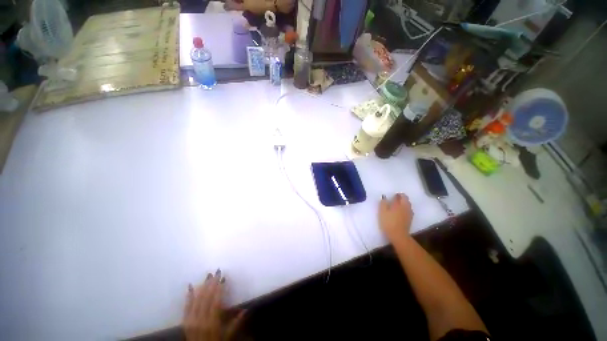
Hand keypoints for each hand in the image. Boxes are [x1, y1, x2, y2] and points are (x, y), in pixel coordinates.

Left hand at [183, 270, 245, 340]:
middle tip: (216, 271)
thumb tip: (246, 309)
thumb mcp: (227, 334)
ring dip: (202, 286)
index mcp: (212, 321)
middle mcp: (201, 319)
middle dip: (212, 283)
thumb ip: (236, 322)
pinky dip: (189, 295)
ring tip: (208, 275)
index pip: (216, 300)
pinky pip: (186, 306)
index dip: (219, 288)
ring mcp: (191, 320)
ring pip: (197, 299)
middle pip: (206, 297)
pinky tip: (191, 285)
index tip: (222, 277)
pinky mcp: (185, 321)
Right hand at [379, 193, 413, 242]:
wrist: (398, 235)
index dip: (397, 194)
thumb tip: (384, 197)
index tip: (393, 195)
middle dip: (401, 198)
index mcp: (400, 204)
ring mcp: (409, 214)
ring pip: (408, 205)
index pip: (402, 196)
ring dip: (404, 204)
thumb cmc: (388, 222)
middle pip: (406, 200)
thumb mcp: (382, 212)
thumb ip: (383, 203)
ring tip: (397, 206)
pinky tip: (401, 212)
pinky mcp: (410, 220)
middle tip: (395, 199)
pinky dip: (405, 209)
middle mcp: (406, 207)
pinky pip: (408, 211)